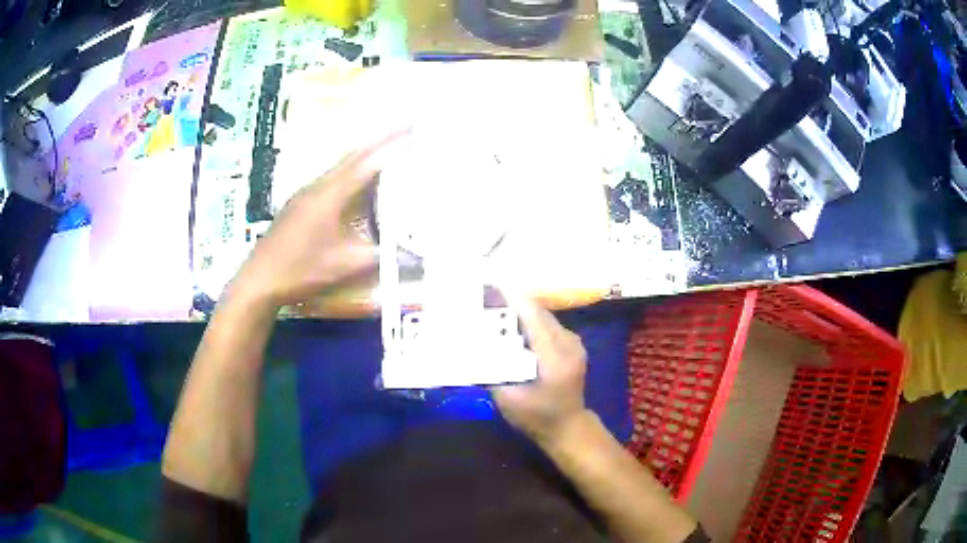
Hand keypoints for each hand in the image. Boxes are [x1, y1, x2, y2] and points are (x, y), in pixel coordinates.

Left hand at [231, 131, 407, 307]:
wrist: (258, 280)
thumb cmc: (300, 271)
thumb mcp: (343, 266)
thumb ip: (378, 256)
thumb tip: (410, 254)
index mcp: (329, 196)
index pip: (365, 163)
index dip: (390, 144)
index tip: (411, 129)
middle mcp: (316, 187)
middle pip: (351, 156)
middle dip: (379, 141)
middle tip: (404, 130)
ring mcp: (304, 194)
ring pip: (339, 166)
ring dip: (363, 156)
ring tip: (387, 151)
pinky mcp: (297, 205)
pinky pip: (330, 178)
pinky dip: (350, 172)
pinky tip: (356, 183)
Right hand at [493, 295, 589, 444]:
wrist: (568, 428)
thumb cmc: (536, 418)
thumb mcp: (508, 400)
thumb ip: (490, 372)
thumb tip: (468, 347)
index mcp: (555, 358)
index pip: (534, 318)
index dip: (513, 298)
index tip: (491, 281)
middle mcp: (569, 344)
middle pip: (538, 312)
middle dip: (512, 300)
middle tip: (484, 293)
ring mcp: (573, 343)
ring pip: (543, 316)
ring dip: (520, 308)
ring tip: (494, 303)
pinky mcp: (571, 345)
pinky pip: (547, 324)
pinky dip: (528, 319)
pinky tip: (511, 322)